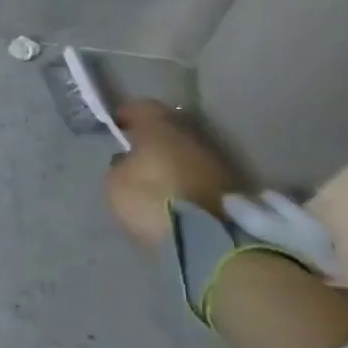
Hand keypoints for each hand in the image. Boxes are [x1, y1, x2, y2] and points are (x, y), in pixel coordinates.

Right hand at [105, 101, 244, 250]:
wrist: (208, 240)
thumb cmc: (152, 201)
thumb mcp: (116, 183)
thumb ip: (119, 165)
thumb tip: (127, 161)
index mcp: (160, 127)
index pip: (142, 107)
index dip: (128, 114)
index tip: (117, 126)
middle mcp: (191, 135)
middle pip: (168, 127)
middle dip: (153, 136)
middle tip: (136, 151)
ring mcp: (215, 159)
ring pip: (186, 150)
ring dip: (172, 159)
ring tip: (156, 176)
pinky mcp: (230, 185)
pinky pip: (199, 172)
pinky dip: (187, 178)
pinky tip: (175, 193)